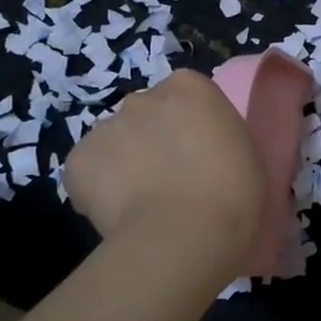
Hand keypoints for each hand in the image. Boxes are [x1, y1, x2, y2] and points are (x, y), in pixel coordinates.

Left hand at [63, 71, 264, 272]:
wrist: (186, 234)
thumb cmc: (233, 193)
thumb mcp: (244, 152)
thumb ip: (217, 138)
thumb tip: (201, 153)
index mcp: (190, 87)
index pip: (184, 95)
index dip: (189, 126)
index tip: (198, 154)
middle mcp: (143, 97)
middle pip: (145, 115)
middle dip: (152, 139)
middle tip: (170, 179)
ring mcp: (105, 127)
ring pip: (113, 142)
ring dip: (124, 163)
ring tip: (141, 203)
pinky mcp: (77, 160)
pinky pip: (87, 172)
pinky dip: (97, 190)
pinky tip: (119, 215)